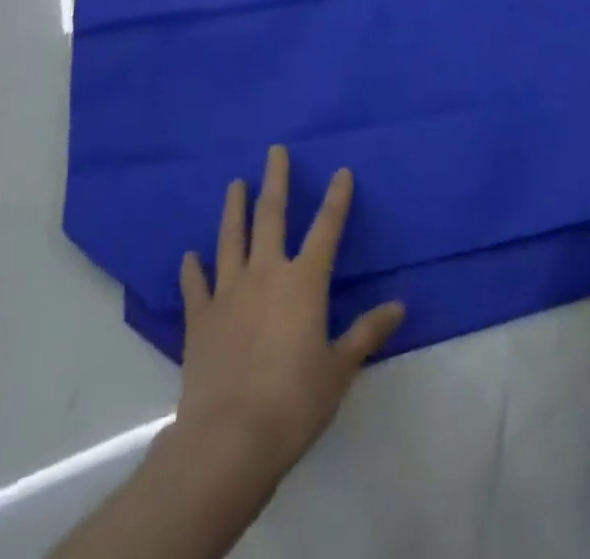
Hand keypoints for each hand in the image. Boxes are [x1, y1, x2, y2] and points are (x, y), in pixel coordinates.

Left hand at [174, 145, 405, 486]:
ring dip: (234, 209)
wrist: (230, 438)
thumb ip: (368, 332)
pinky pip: (196, 285)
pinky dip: (193, 269)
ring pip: (231, 239)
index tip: (342, 171)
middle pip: (271, 216)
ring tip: (234, 183)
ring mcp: (229, 292)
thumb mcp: (340, 369)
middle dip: (276, 181)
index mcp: (304, 281)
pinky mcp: (200, 318)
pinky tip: (189, 256)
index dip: (337, 198)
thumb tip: (400, 305)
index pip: (326, 228)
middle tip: (274, 150)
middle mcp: (266, 273)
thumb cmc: (294, 402)